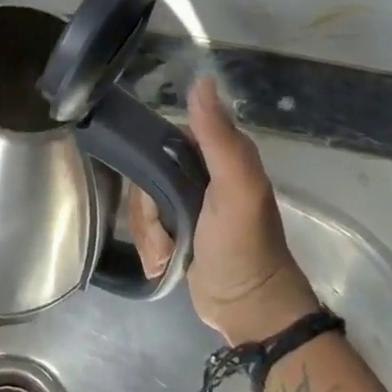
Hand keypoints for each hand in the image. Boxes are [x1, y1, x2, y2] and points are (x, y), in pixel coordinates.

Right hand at [128, 77, 320, 345]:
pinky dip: (150, 246)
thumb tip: (202, 79)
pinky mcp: (177, 231)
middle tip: (164, 231)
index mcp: (218, 153)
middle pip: (146, 172)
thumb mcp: (235, 188)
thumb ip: (218, 136)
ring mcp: (187, 203)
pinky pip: (145, 225)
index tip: (153, 190)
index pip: (163, 136)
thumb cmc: (244, 246)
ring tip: (168, 254)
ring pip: (142, 201)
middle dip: (147, 207)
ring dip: (149, 232)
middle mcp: (201, 172)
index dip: (150, 160)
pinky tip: (164, 263)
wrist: (249, 311)